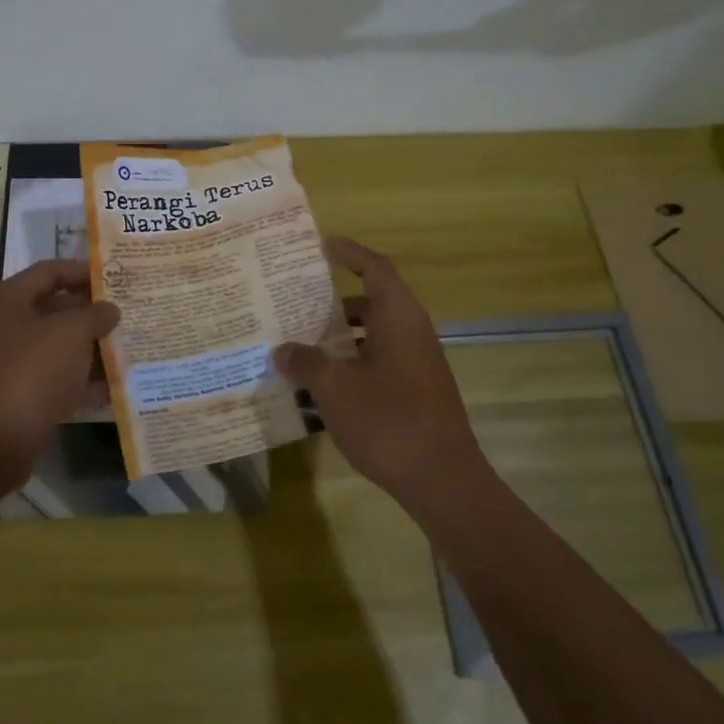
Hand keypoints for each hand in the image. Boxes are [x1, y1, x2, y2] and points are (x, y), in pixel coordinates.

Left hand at [0, 260, 119, 490]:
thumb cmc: (29, 373)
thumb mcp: (70, 334)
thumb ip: (95, 314)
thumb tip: (109, 309)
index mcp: (5, 300)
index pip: (50, 271)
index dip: (85, 271)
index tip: (118, 278)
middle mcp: (1, 326)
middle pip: (54, 309)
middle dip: (92, 313)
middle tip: (128, 314)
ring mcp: (6, 363)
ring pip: (56, 347)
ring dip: (90, 348)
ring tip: (129, 348)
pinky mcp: (15, 396)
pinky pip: (54, 380)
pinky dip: (81, 382)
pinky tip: (114, 388)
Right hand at [273, 238, 487, 508]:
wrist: (442, 480)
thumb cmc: (388, 420)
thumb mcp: (335, 388)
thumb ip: (306, 363)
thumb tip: (282, 351)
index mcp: (399, 318)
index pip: (375, 269)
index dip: (350, 253)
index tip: (322, 244)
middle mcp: (412, 333)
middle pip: (372, 302)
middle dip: (334, 301)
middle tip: (296, 299)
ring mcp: (417, 364)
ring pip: (373, 336)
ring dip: (339, 337)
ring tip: (300, 343)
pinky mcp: (415, 392)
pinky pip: (378, 363)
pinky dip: (350, 364)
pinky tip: (320, 386)